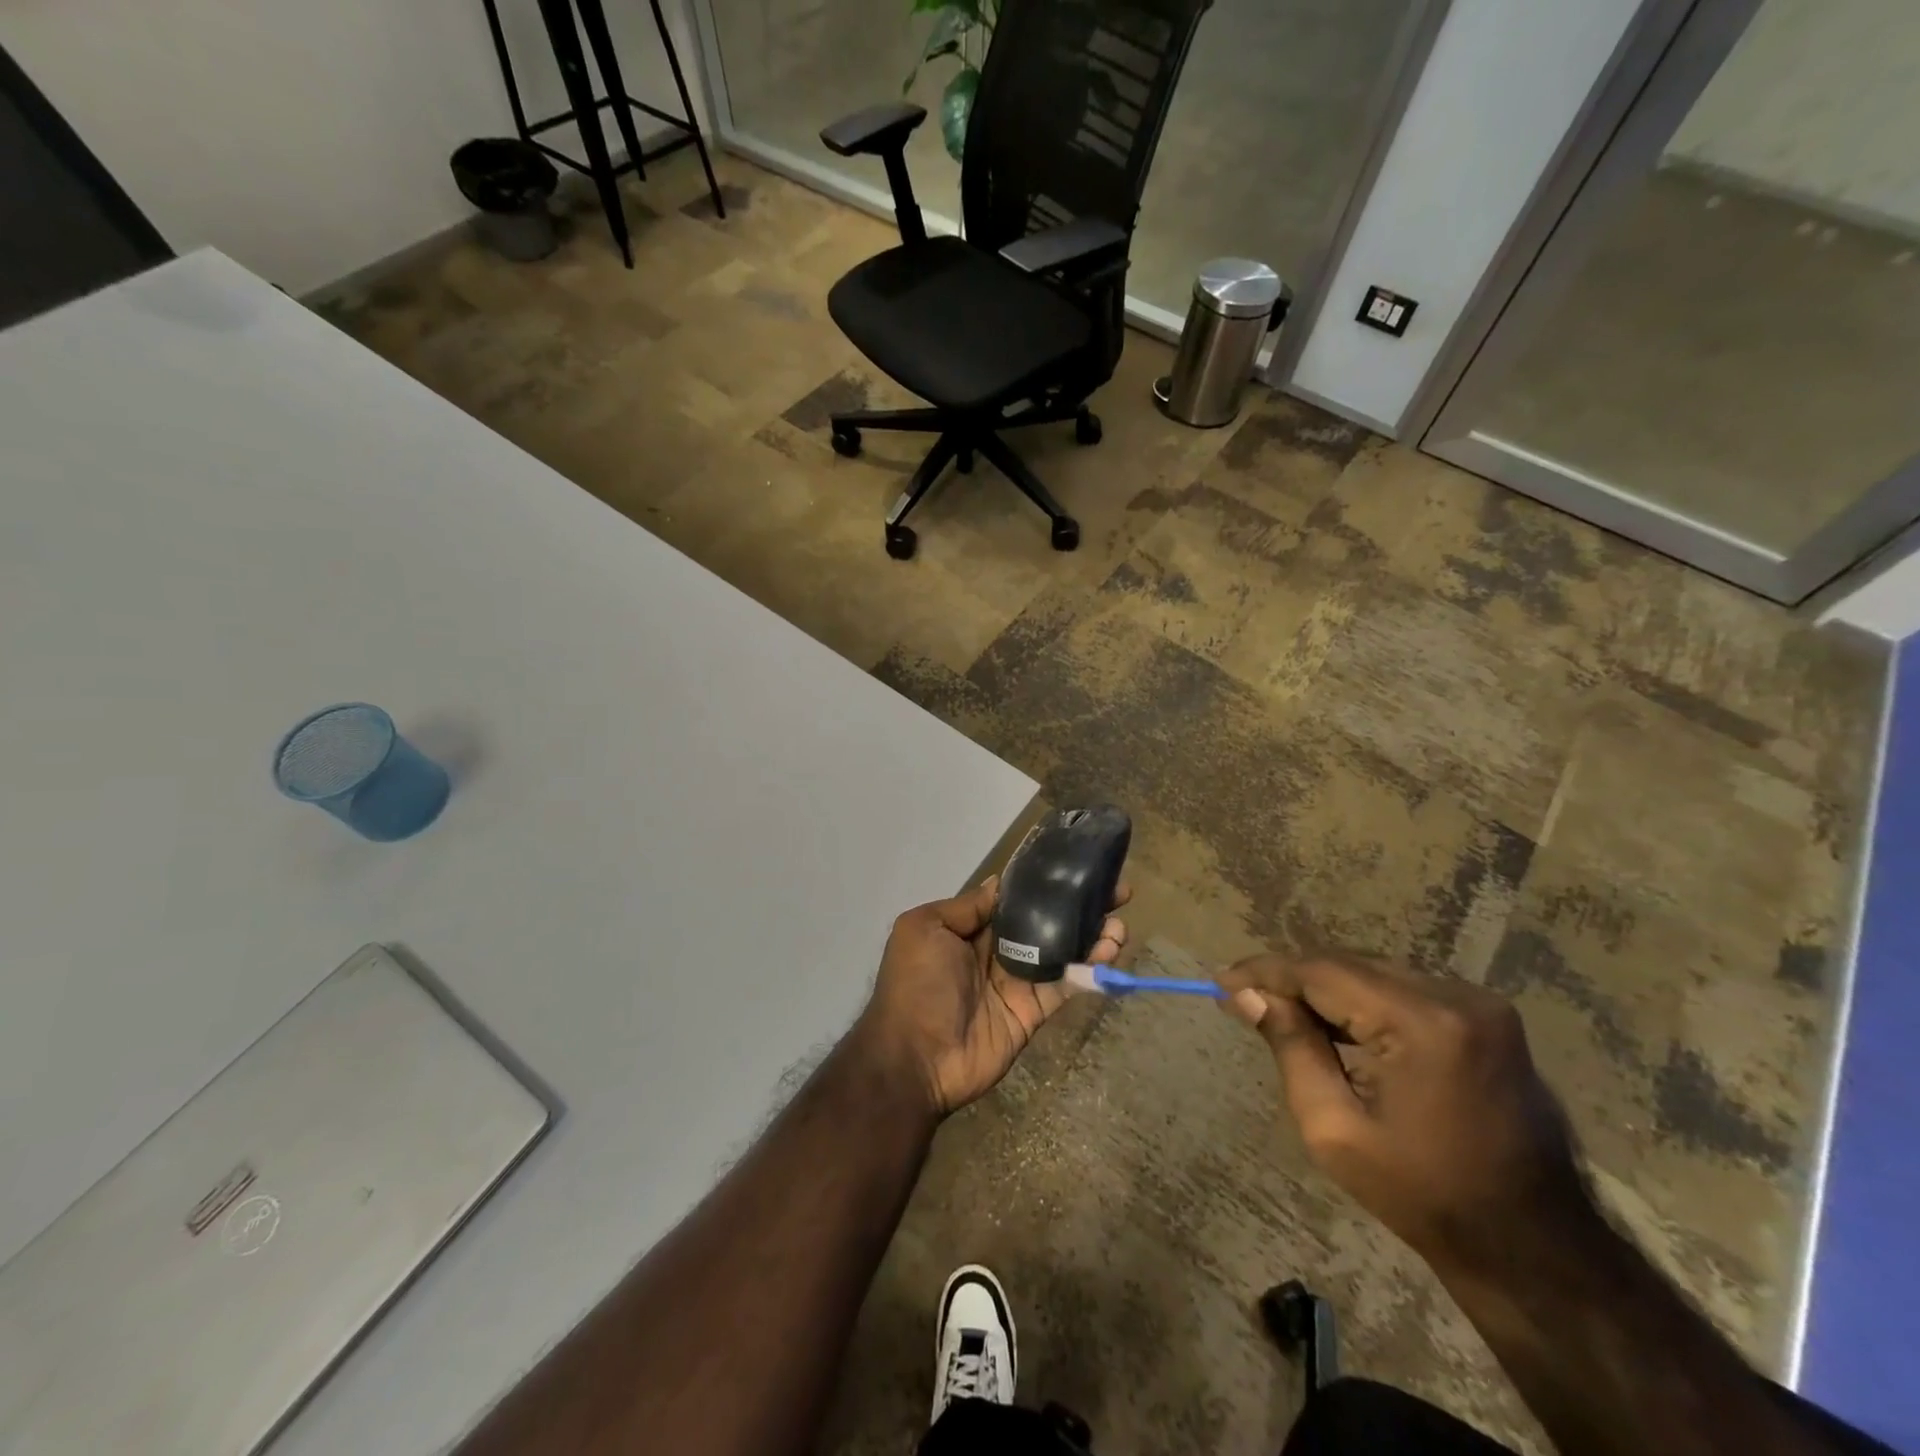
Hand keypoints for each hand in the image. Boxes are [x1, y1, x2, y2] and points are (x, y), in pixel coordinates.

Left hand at [857, 876, 1126, 1117]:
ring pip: (1063, 951)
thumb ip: (967, 907)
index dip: (1044, 882)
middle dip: (1079, 905)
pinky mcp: (1034, 1011)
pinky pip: (1066, 985)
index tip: (1077, 866)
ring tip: (1119, 926)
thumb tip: (1000, 883)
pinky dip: (1090, 969)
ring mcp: (1018, 981)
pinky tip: (1110, 952)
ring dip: (1093, 935)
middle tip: (1118, 892)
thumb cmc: (916, 984)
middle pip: (1045, 921)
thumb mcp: (925, 929)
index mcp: (969, 928)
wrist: (915, 1058)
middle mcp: (997, 951)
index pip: (1015, 898)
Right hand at [1218, 952, 1591, 1276]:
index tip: (1221, 981)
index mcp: (1424, 1024)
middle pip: (1348, 965)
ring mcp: (1479, 1003)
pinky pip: (1403, 989)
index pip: (1323, 973)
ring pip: (1374, 972)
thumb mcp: (1334, 1129)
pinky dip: (1361, 1000)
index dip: (1265, 972)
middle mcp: (1456, 996)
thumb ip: (1290, 1048)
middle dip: (1292, 979)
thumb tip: (1246, 995)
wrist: (1534, 1248)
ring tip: (1279, 1011)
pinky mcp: (1487, 1016)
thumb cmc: (1424, 1197)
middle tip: (1244, 999)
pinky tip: (1333, 1023)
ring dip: (1324, 988)